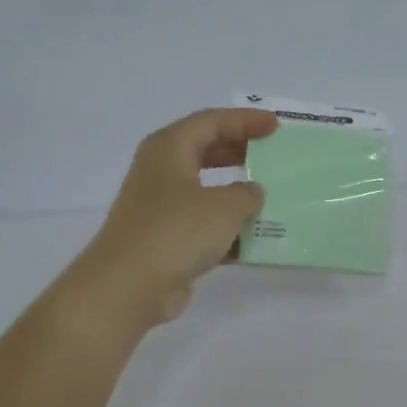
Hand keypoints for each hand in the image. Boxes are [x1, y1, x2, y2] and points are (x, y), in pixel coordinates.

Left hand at [69, 107, 278, 327]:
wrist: (130, 285)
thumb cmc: (177, 231)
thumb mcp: (225, 206)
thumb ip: (247, 193)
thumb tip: (252, 193)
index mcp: (169, 148)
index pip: (211, 122)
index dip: (245, 121)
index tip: (277, 127)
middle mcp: (161, 172)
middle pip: (206, 151)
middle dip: (240, 152)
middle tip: (272, 156)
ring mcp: (162, 207)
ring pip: (206, 190)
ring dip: (237, 195)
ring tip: (271, 198)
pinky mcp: (166, 240)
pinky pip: (204, 226)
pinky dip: (228, 229)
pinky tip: (255, 240)